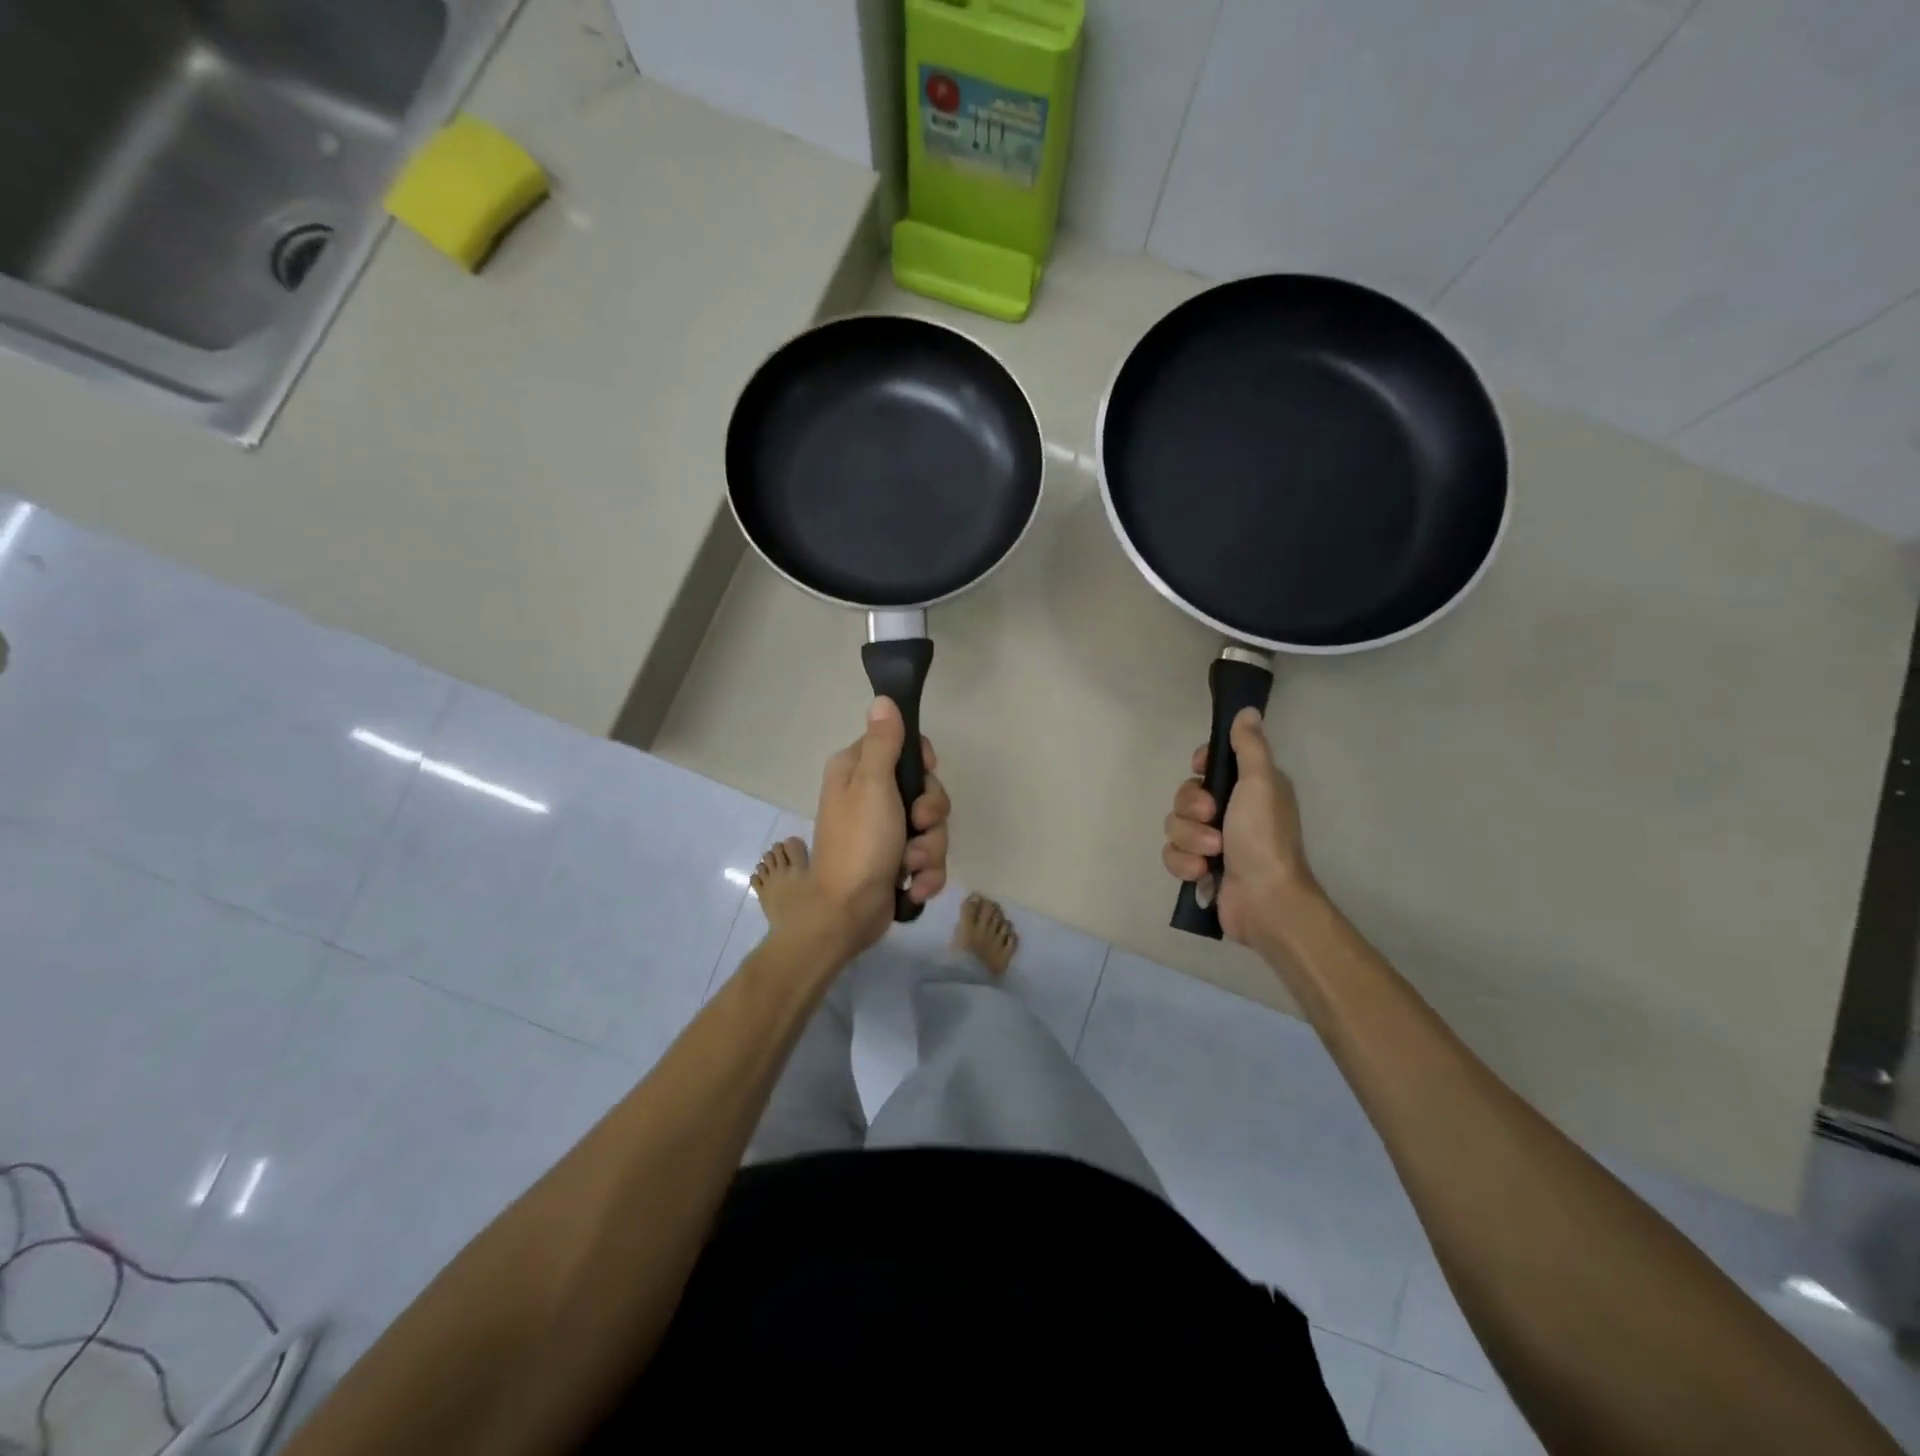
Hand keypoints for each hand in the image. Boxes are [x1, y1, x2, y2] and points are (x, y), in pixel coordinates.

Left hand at [806, 697, 950, 955]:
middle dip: (931, 815)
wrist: (846, 914)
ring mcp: (885, 833)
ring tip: (910, 866)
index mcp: (856, 772)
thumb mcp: (872, 786)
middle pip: (925, 789)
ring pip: (932, 828)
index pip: (901, 745)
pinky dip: (925, 875)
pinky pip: (929, 859)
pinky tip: (912, 887)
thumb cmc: (859, 844)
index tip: (926, 774)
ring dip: (929, 850)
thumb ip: (883, 743)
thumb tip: (884, 700)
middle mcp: (870, 797)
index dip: (922, 761)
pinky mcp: (897, 863)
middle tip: (918, 826)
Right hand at [1161, 707, 1315, 945]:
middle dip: (1191, 809)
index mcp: (1248, 789)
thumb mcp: (1260, 783)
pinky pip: (1172, 854)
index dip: (1200, 767)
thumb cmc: (1264, 837)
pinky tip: (1203, 873)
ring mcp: (1213, 842)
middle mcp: (1230, 812)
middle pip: (1185, 795)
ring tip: (1212, 854)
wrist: (1264, 900)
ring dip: (1190, 840)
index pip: (1209, 764)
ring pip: (1174, 826)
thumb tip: (1247, 711)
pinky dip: (1184, 863)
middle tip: (1212, 819)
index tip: (1202, 772)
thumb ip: (1249, 747)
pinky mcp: (1199, 868)